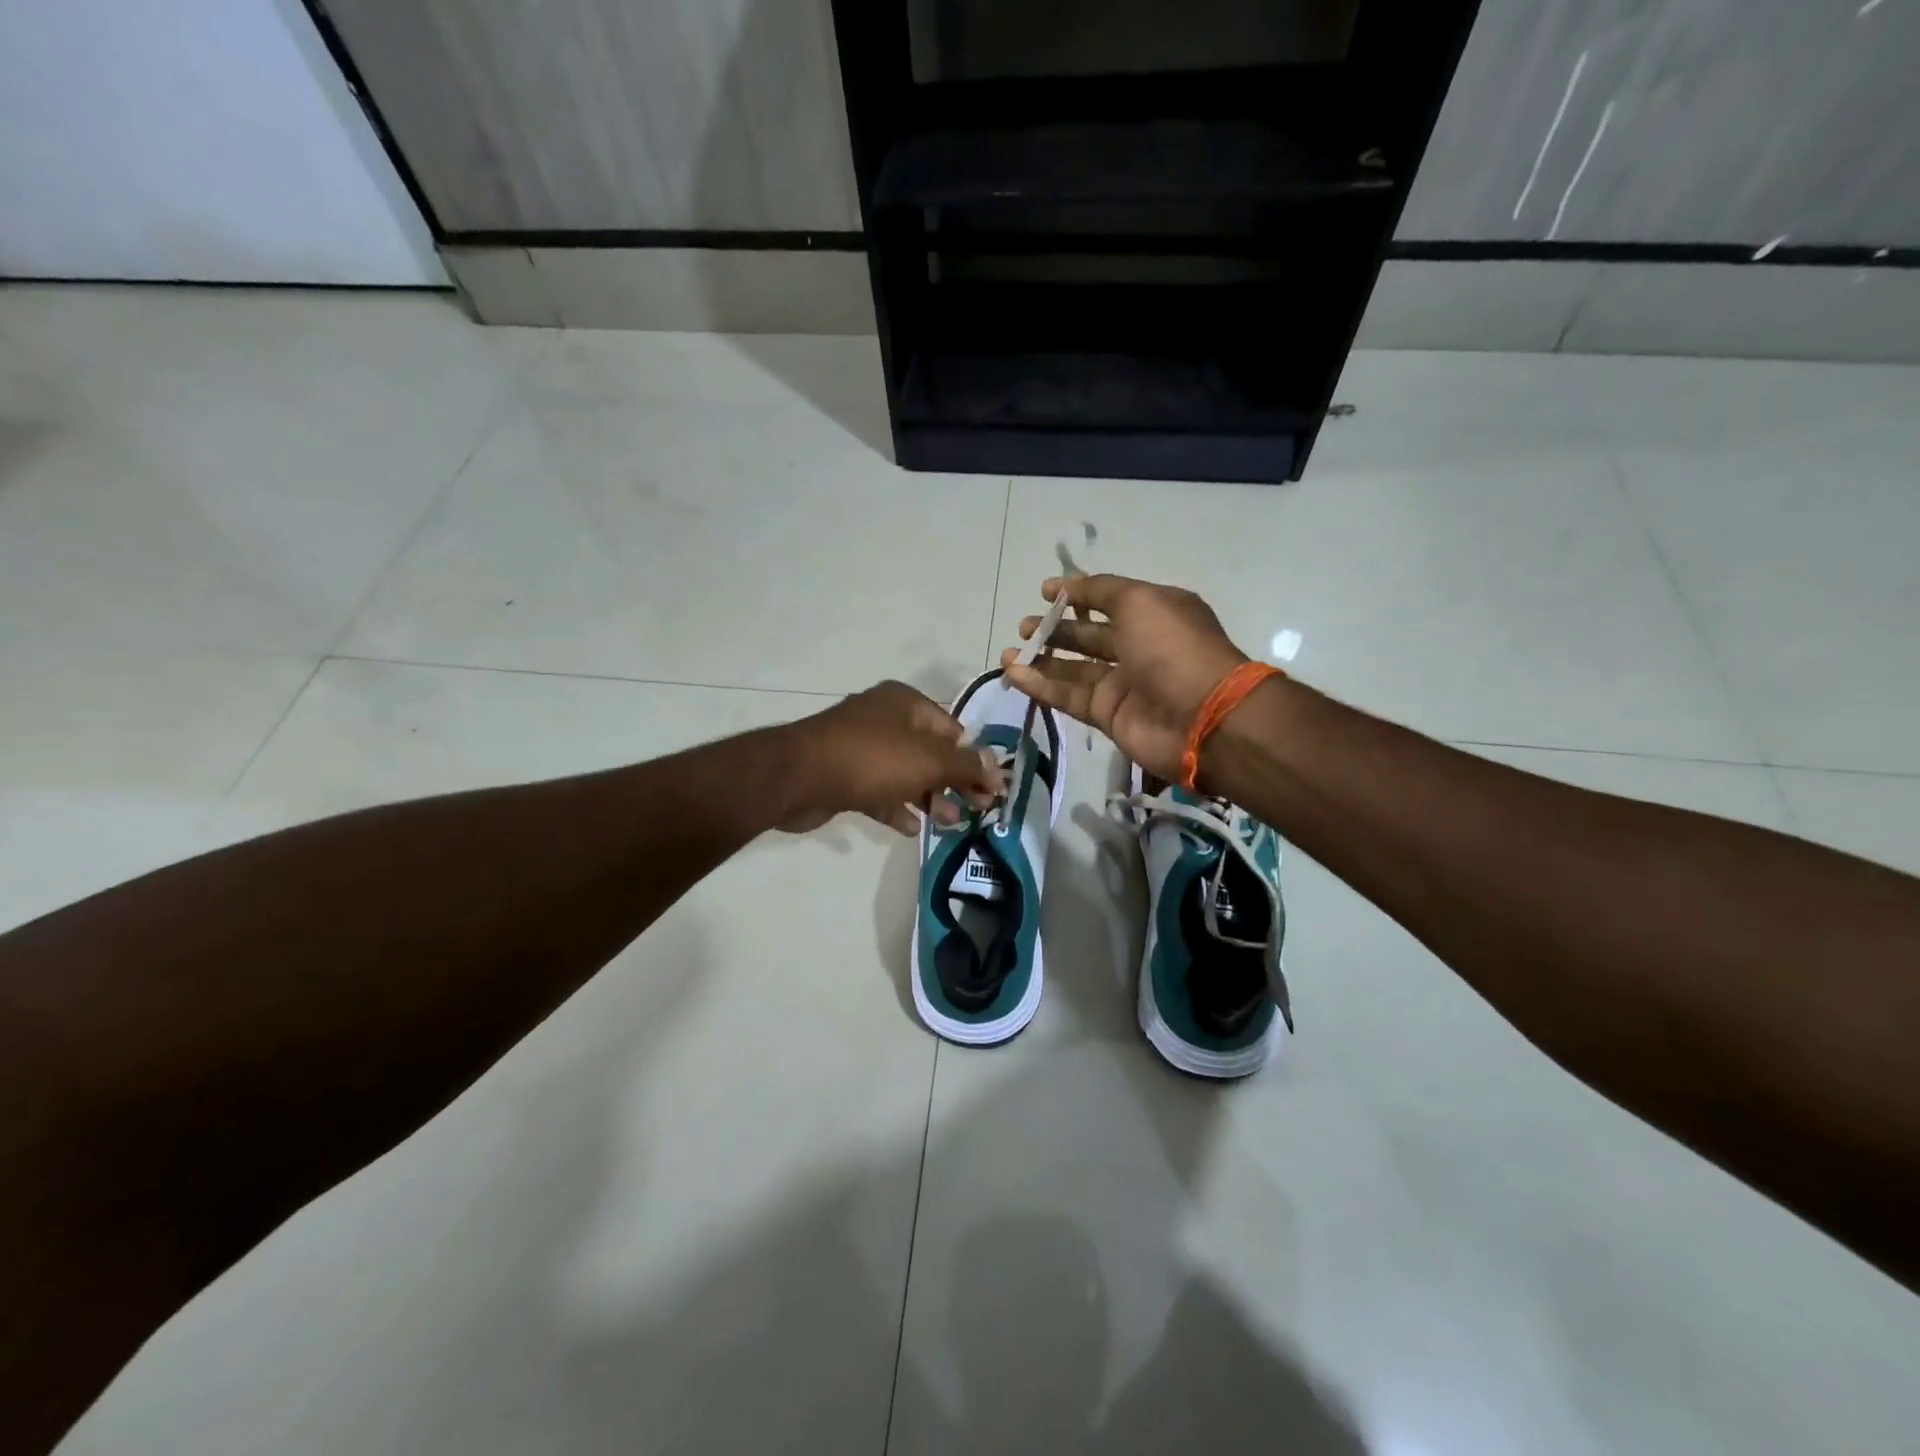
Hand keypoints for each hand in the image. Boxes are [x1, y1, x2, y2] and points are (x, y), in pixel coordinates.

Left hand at [783, 680, 1004, 835]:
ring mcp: (860, 747)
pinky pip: (878, 791)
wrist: (799, 777)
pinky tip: (910, 828)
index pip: (952, 729)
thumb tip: (997, 768)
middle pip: (930, 752)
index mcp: (905, 703)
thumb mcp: (928, 760)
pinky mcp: (842, 775)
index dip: (973, 758)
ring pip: (905, 773)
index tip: (989, 789)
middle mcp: (883, 719)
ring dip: (928, 798)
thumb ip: (965, 765)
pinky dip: (896, 807)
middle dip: (953, 782)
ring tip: (948, 823)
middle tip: (975, 810)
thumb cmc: (872, 759)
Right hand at [1001, 574, 1247, 783]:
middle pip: (1087, 636)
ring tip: (1008, 654)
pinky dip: (1042, 686)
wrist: (1200, 717)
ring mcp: (1122, 684)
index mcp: (1153, 614)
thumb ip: (1101, 590)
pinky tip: (1015, 675)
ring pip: (1073, 669)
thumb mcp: (1140, 601)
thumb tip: (1067, 585)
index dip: (1076, 595)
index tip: (1044, 592)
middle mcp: (1137, 647)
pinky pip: (1069, 696)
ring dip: (1040, 660)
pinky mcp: (1108, 715)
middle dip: (1054, 629)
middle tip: (1024, 627)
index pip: (1108, 600)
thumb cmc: (1172, 648)